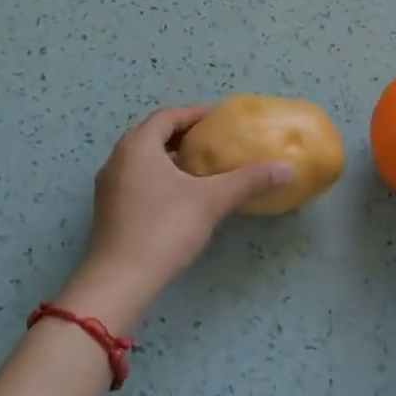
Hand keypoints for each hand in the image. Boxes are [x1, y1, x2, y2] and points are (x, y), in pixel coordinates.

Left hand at [61, 106, 293, 327]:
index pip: (167, 116)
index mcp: (138, 145)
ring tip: (199, 168)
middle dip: (182, 135)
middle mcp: (117, 158)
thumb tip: (288, 168)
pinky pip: (135, 179)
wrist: (119, 281)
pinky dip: (157, 177)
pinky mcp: (108, 210)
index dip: (194, 114)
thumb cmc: (164, 228)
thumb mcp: (212, 200)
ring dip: (168, 157)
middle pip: (152, 135)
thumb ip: (248, 180)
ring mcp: (108, 186)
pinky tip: (179, 197)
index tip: (220, 120)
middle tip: (212, 142)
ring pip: (141, 159)